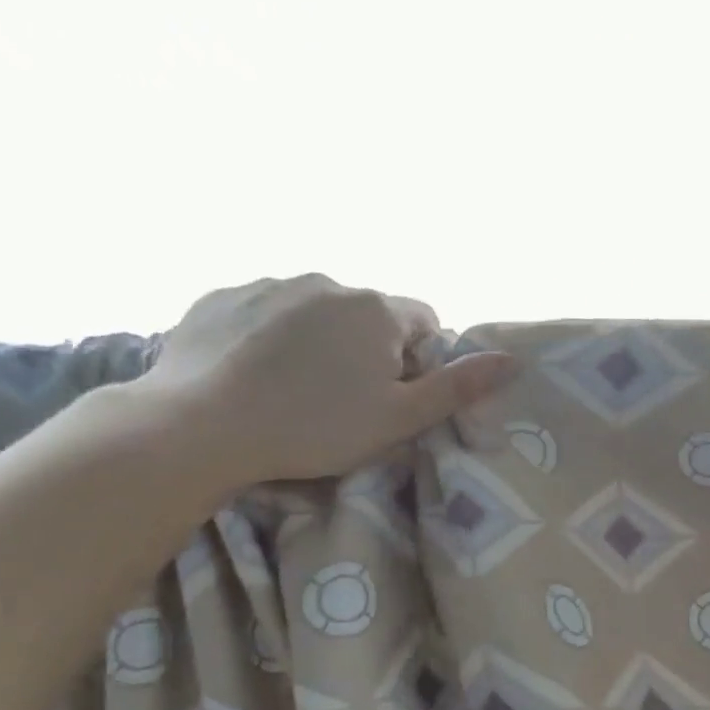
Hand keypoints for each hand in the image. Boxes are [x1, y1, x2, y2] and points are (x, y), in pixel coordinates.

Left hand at [135, 274, 515, 491]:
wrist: (197, 428)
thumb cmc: (314, 427)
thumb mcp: (400, 418)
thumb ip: (459, 387)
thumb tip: (512, 359)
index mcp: (376, 308)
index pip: (423, 322)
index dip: (418, 360)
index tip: (395, 395)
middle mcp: (327, 282)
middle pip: (369, 315)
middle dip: (368, 349)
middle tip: (346, 400)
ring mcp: (268, 284)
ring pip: (316, 311)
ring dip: (320, 340)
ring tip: (295, 389)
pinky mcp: (220, 297)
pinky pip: (265, 312)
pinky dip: (271, 336)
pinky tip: (254, 375)